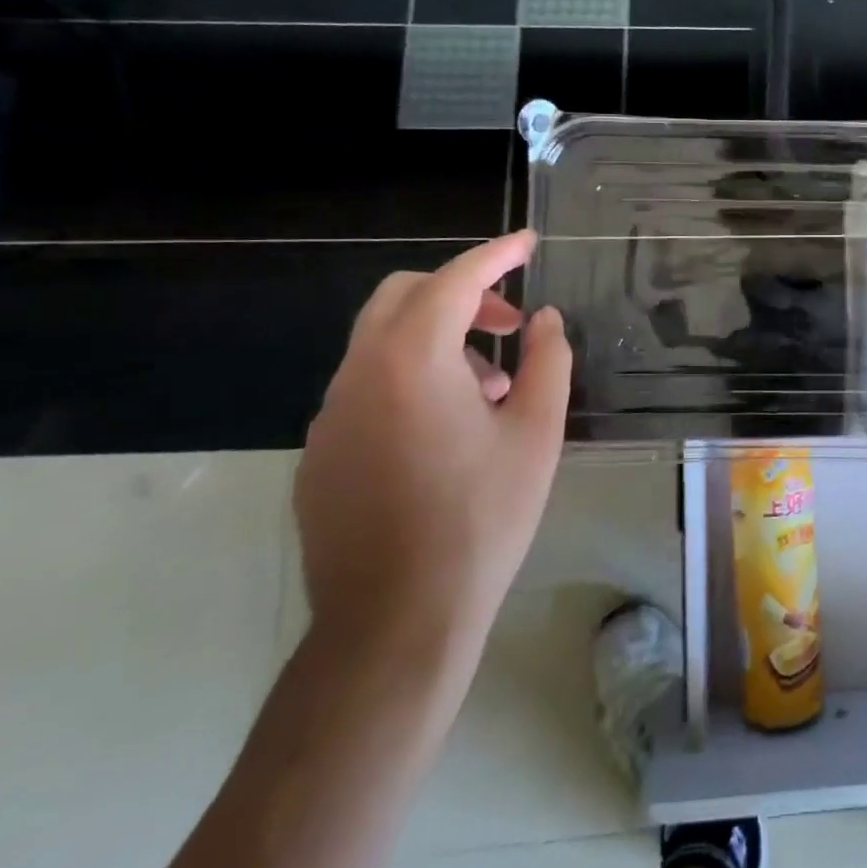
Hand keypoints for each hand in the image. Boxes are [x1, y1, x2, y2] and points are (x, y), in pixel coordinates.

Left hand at [296, 231, 573, 658]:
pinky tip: (449, 431)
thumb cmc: (481, 518)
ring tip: (492, 390)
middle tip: (511, 323)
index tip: (528, 243)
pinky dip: (411, 380)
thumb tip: (545, 321)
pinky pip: (368, 389)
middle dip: (461, 293)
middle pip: (403, 298)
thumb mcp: (537, 433)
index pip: (454, 281)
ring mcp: (330, 417)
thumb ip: (547, 361)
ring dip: (440, 342)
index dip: (495, 255)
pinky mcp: (319, 456)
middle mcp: (358, 376)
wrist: (395, 624)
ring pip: (383, 343)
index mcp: (411, 361)